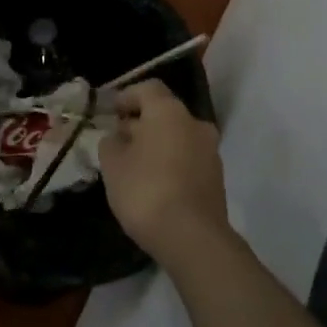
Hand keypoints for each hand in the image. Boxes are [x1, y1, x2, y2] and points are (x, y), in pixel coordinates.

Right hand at [99, 80, 229, 263]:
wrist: (193, 238)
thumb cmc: (147, 191)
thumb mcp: (113, 166)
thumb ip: (111, 144)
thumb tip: (118, 137)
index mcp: (169, 111)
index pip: (148, 88)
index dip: (127, 96)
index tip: (110, 113)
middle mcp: (195, 123)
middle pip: (164, 113)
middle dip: (141, 123)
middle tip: (118, 141)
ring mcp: (210, 151)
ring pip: (178, 137)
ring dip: (157, 144)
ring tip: (133, 166)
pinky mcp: (216, 178)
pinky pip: (188, 159)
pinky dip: (171, 163)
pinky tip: (154, 184)